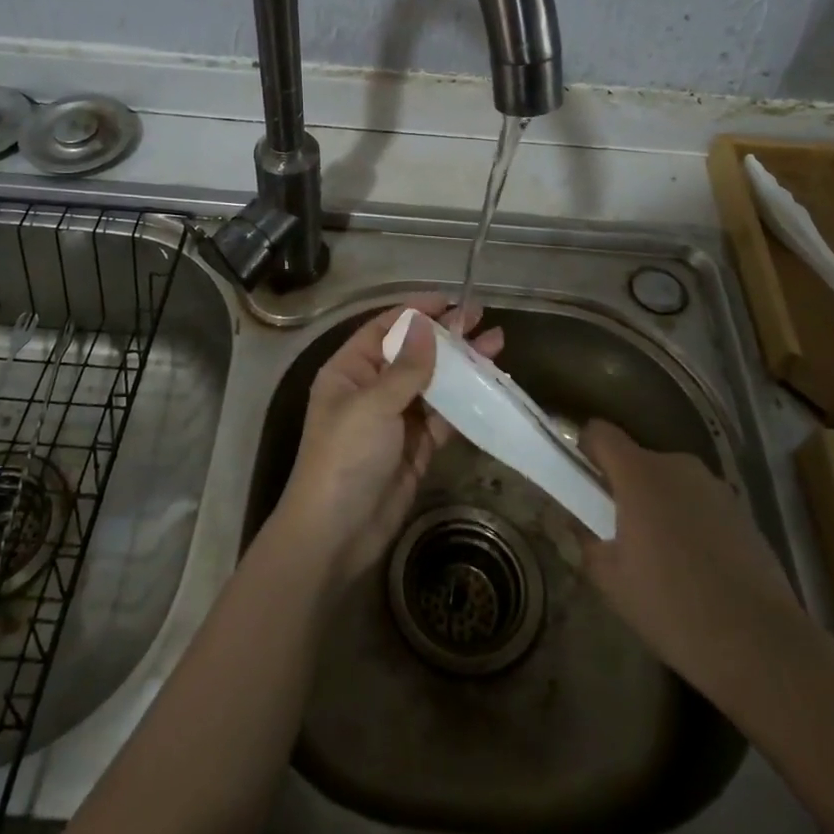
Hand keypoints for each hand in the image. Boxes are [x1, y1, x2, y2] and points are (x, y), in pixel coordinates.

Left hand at [273, 297, 503, 584]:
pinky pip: (444, 418)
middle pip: (414, 353)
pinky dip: (466, 403)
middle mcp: (372, 389)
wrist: (336, 534)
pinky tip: (492, 388)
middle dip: (447, 336)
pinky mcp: (415, 448)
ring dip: (463, 367)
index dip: (416, 312)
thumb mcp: (373, 405)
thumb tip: (425, 324)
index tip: (450, 300)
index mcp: (350, 370)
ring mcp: (395, 420)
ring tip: (497, 346)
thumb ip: (406, 367)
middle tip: (482, 318)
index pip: (385, 328)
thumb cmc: (345, 456)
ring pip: (434, 384)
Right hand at [578, 419, 798, 689]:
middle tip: (619, 530)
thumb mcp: (611, 581)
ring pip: (672, 482)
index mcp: (638, 473)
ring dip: (660, 503)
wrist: (760, 644)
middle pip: (638, 459)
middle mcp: (677, 466)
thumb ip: (586, 543)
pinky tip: (697, 568)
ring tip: (662, 554)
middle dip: (625, 485)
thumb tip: (579, 527)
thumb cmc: (672, 606)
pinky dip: (691, 522)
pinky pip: (701, 504)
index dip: (586, 448)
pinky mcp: (743, 513)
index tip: (581, 479)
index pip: (600, 433)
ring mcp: (715, 487)